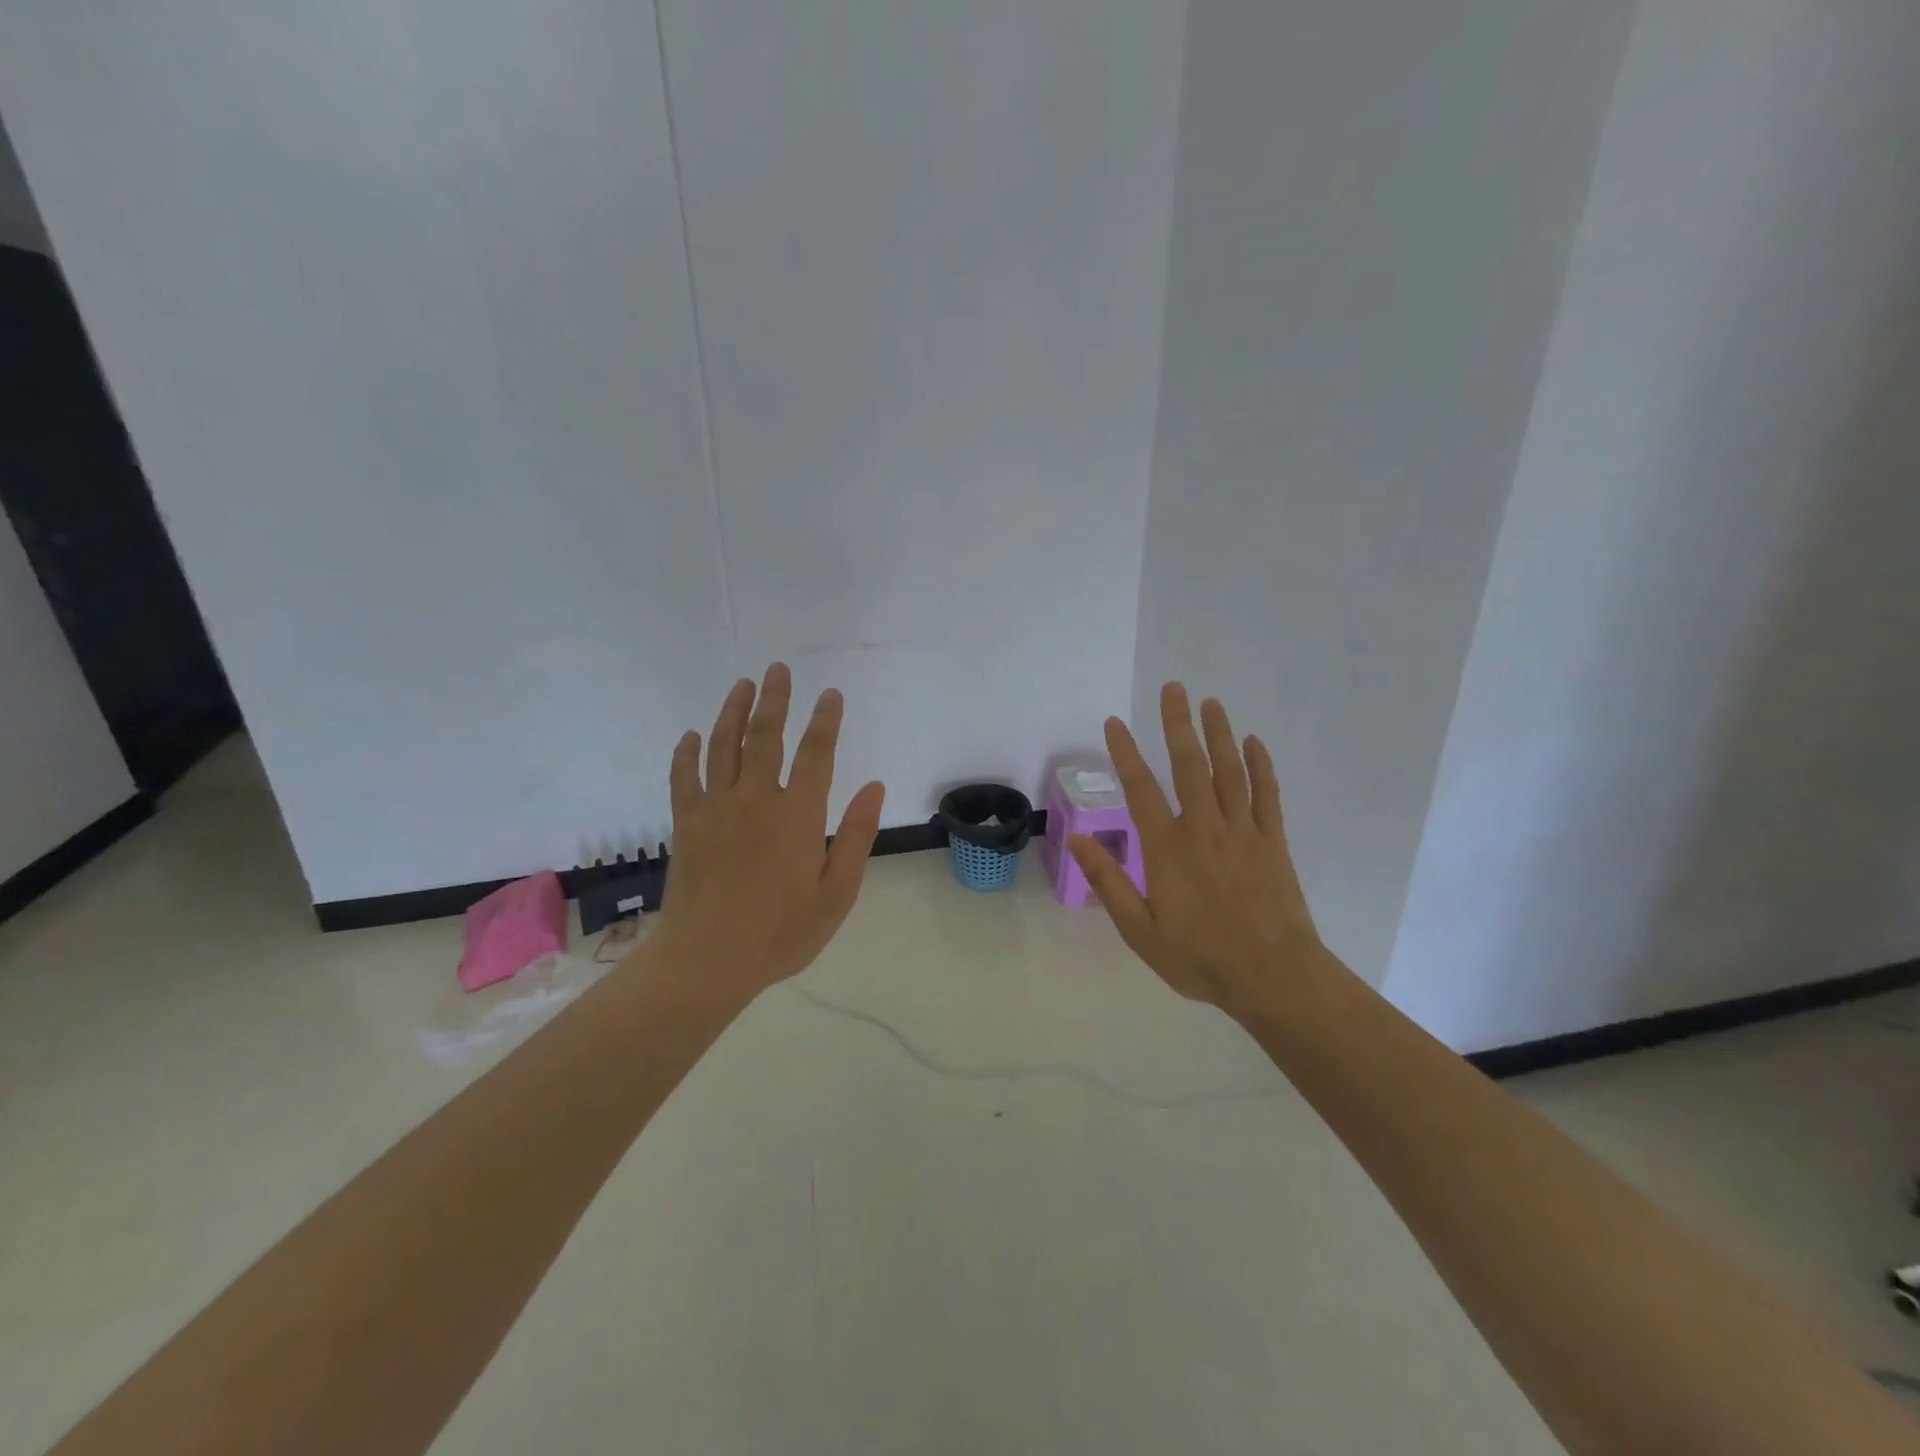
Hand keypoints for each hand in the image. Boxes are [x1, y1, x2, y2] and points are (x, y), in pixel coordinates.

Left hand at [649, 664, 886, 998]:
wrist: (707, 961)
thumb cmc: (780, 933)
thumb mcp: (836, 893)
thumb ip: (855, 836)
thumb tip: (874, 787)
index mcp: (797, 816)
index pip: (816, 754)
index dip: (825, 720)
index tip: (831, 695)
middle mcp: (755, 800)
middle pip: (765, 737)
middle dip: (775, 700)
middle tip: (778, 669)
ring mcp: (715, 809)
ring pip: (723, 747)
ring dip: (733, 712)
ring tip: (742, 684)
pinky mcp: (687, 824)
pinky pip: (684, 777)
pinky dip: (686, 753)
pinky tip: (690, 736)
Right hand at [1068, 684, 1324, 1014]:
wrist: (1274, 977)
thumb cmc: (1200, 958)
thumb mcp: (1140, 930)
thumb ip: (1109, 882)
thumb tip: (1078, 840)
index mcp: (1168, 848)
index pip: (1141, 789)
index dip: (1125, 753)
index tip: (1114, 722)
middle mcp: (1204, 828)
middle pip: (1190, 765)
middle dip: (1178, 724)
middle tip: (1173, 688)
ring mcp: (1243, 831)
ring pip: (1229, 771)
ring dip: (1218, 734)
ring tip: (1210, 702)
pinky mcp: (1272, 842)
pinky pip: (1266, 794)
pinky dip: (1261, 765)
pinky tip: (1254, 743)